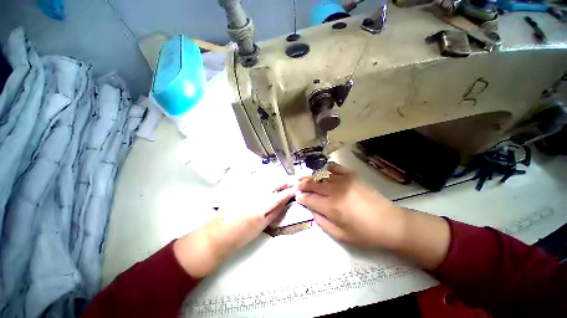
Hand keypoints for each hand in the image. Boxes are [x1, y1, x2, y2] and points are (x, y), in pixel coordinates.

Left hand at [174, 184, 294, 276]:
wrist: (219, 235)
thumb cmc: (242, 235)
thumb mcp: (262, 226)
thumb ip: (275, 212)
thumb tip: (285, 201)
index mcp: (259, 210)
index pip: (277, 197)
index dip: (287, 192)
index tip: (294, 189)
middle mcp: (252, 197)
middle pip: (271, 185)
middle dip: (282, 182)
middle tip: (289, 182)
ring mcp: (244, 191)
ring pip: (263, 180)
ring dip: (274, 179)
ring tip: (280, 181)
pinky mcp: (237, 189)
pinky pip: (253, 180)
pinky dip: (262, 178)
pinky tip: (266, 180)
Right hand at [297, 162, 405, 249]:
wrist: (390, 223)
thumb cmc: (365, 233)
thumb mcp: (340, 235)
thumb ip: (322, 222)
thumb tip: (312, 210)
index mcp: (331, 207)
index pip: (309, 198)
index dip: (300, 197)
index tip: (296, 196)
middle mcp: (335, 191)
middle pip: (312, 184)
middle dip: (302, 184)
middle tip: (296, 185)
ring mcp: (343, 180)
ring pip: (320, 175)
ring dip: (309, 175)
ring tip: (303, 176)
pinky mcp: (351, 175)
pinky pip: (334, 167)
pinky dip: (325, 168)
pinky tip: (321, 171)